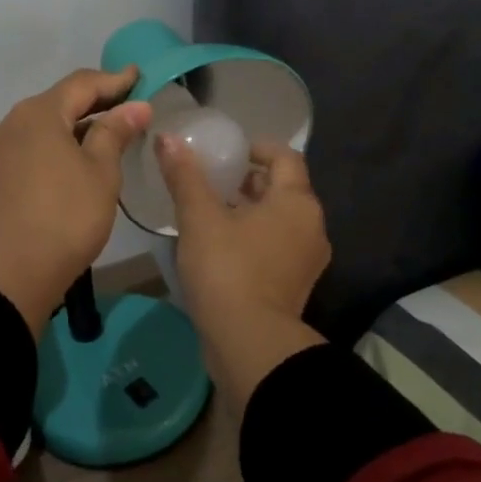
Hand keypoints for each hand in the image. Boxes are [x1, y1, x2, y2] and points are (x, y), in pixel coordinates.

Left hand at [0, 68, 151, 337]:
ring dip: (72, 127)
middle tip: (127, 106)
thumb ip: (115, 132)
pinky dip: (54, 148)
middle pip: (57, 103)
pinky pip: (28, 150)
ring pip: (41, 128)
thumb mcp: (101, 172)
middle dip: (93, 103)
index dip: (114, 80)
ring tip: (104, 136)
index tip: (139, 76)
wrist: (11, 275)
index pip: (81, 84)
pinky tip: (72, 162)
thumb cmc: (66, 217)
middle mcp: (9, 124)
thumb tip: (135, 105)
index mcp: (37, 114)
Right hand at [156, 136, 330, 406]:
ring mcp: (307, 261)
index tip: (227, 151)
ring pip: (279, 221)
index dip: (256, 148)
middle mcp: (312, 227)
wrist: (249, 343)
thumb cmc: (227, 269)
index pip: (285, 157)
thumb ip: (185, 176)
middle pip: (283, 189)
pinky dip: (253, 239)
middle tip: (212, 180)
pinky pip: (276, 248)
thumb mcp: (200, 218)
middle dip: (248, 181)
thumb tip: (168, 138)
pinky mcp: (294, 287)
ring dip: (249, 211)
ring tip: (210, 212)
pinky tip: (220, 247)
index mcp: (297, 202)